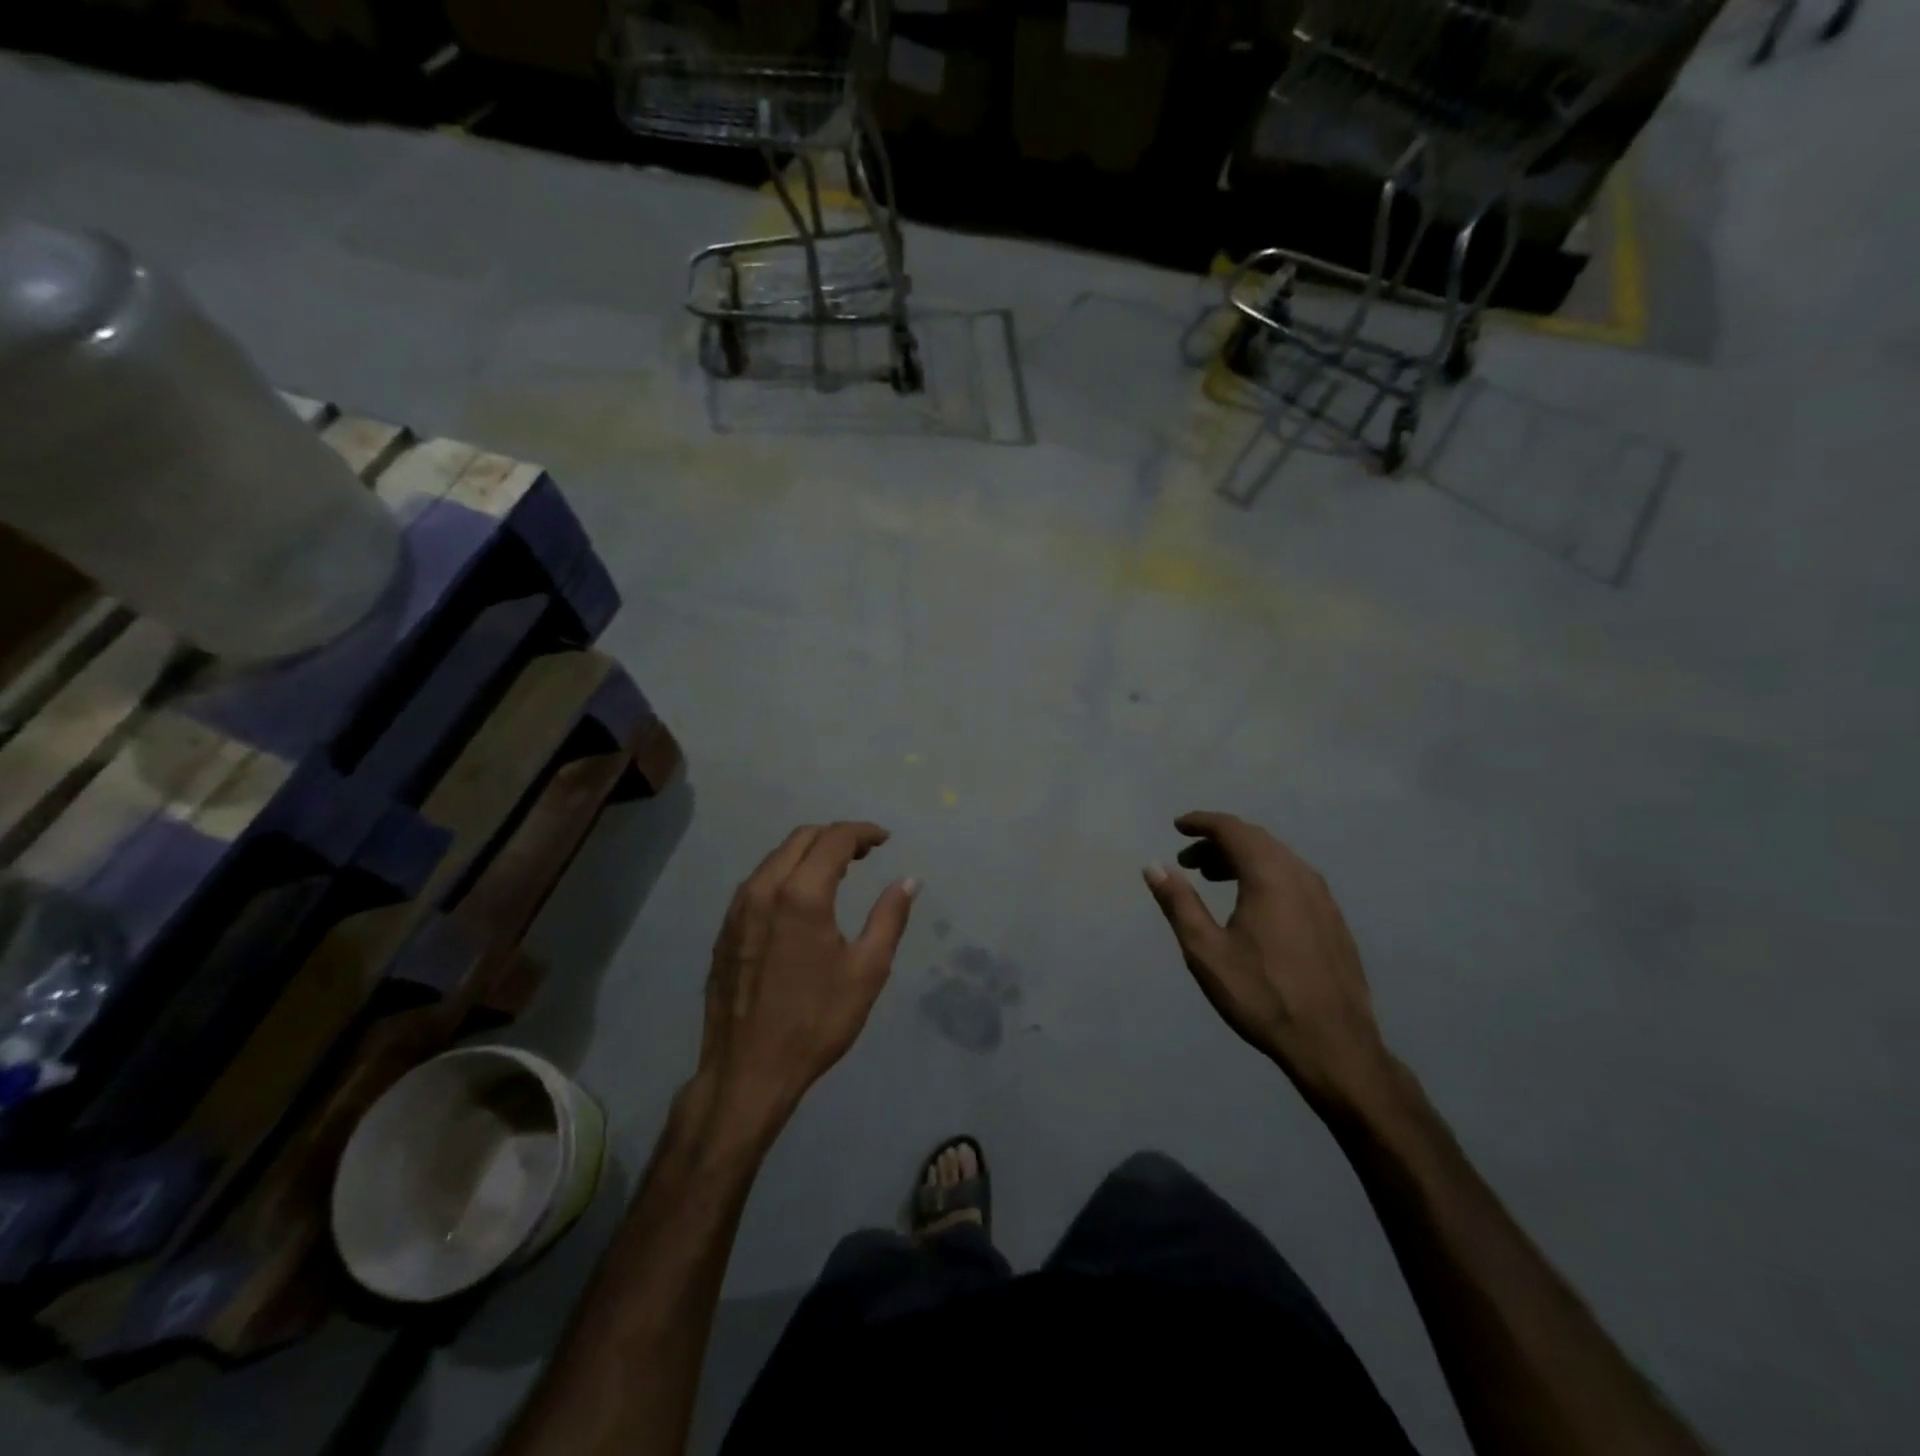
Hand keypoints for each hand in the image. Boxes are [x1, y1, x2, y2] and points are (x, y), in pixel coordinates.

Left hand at [693, 822, 916, 1140]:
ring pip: (776, 857)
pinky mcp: (725, 928)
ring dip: (809, 852)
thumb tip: (908, 880)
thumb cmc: (815, 1022)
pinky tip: (801, 898)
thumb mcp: (866, 971)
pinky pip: (758, 881)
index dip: (863, 832)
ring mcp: (738, 908)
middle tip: (865, 853)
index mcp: (801, 895)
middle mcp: (763, 889)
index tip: (885, 840)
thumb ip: (889, 917)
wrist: (747, 1071)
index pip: (834, 839)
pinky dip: (786, 873)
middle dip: (836, 836)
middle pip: (801, 838)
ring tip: (838, 870)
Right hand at [1144, 812, 1391, 1109]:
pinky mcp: (1333, 920)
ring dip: (1242, 858)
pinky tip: (1252, 904)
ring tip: (1213, 877)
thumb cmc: (1261, 995)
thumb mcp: (1206, 951)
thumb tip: (1154, 866)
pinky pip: (1293, 878)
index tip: (1178, 826)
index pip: (1232, 829)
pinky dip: (1264, 875)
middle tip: (1189, 859)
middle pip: (1256, 840)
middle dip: (1219, 841)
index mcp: (1269, 876)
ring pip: (1277, 859)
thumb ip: (1179, 902)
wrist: (1334, 1045)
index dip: (1202, 823)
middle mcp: (1300, 875)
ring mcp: (1323, 898)